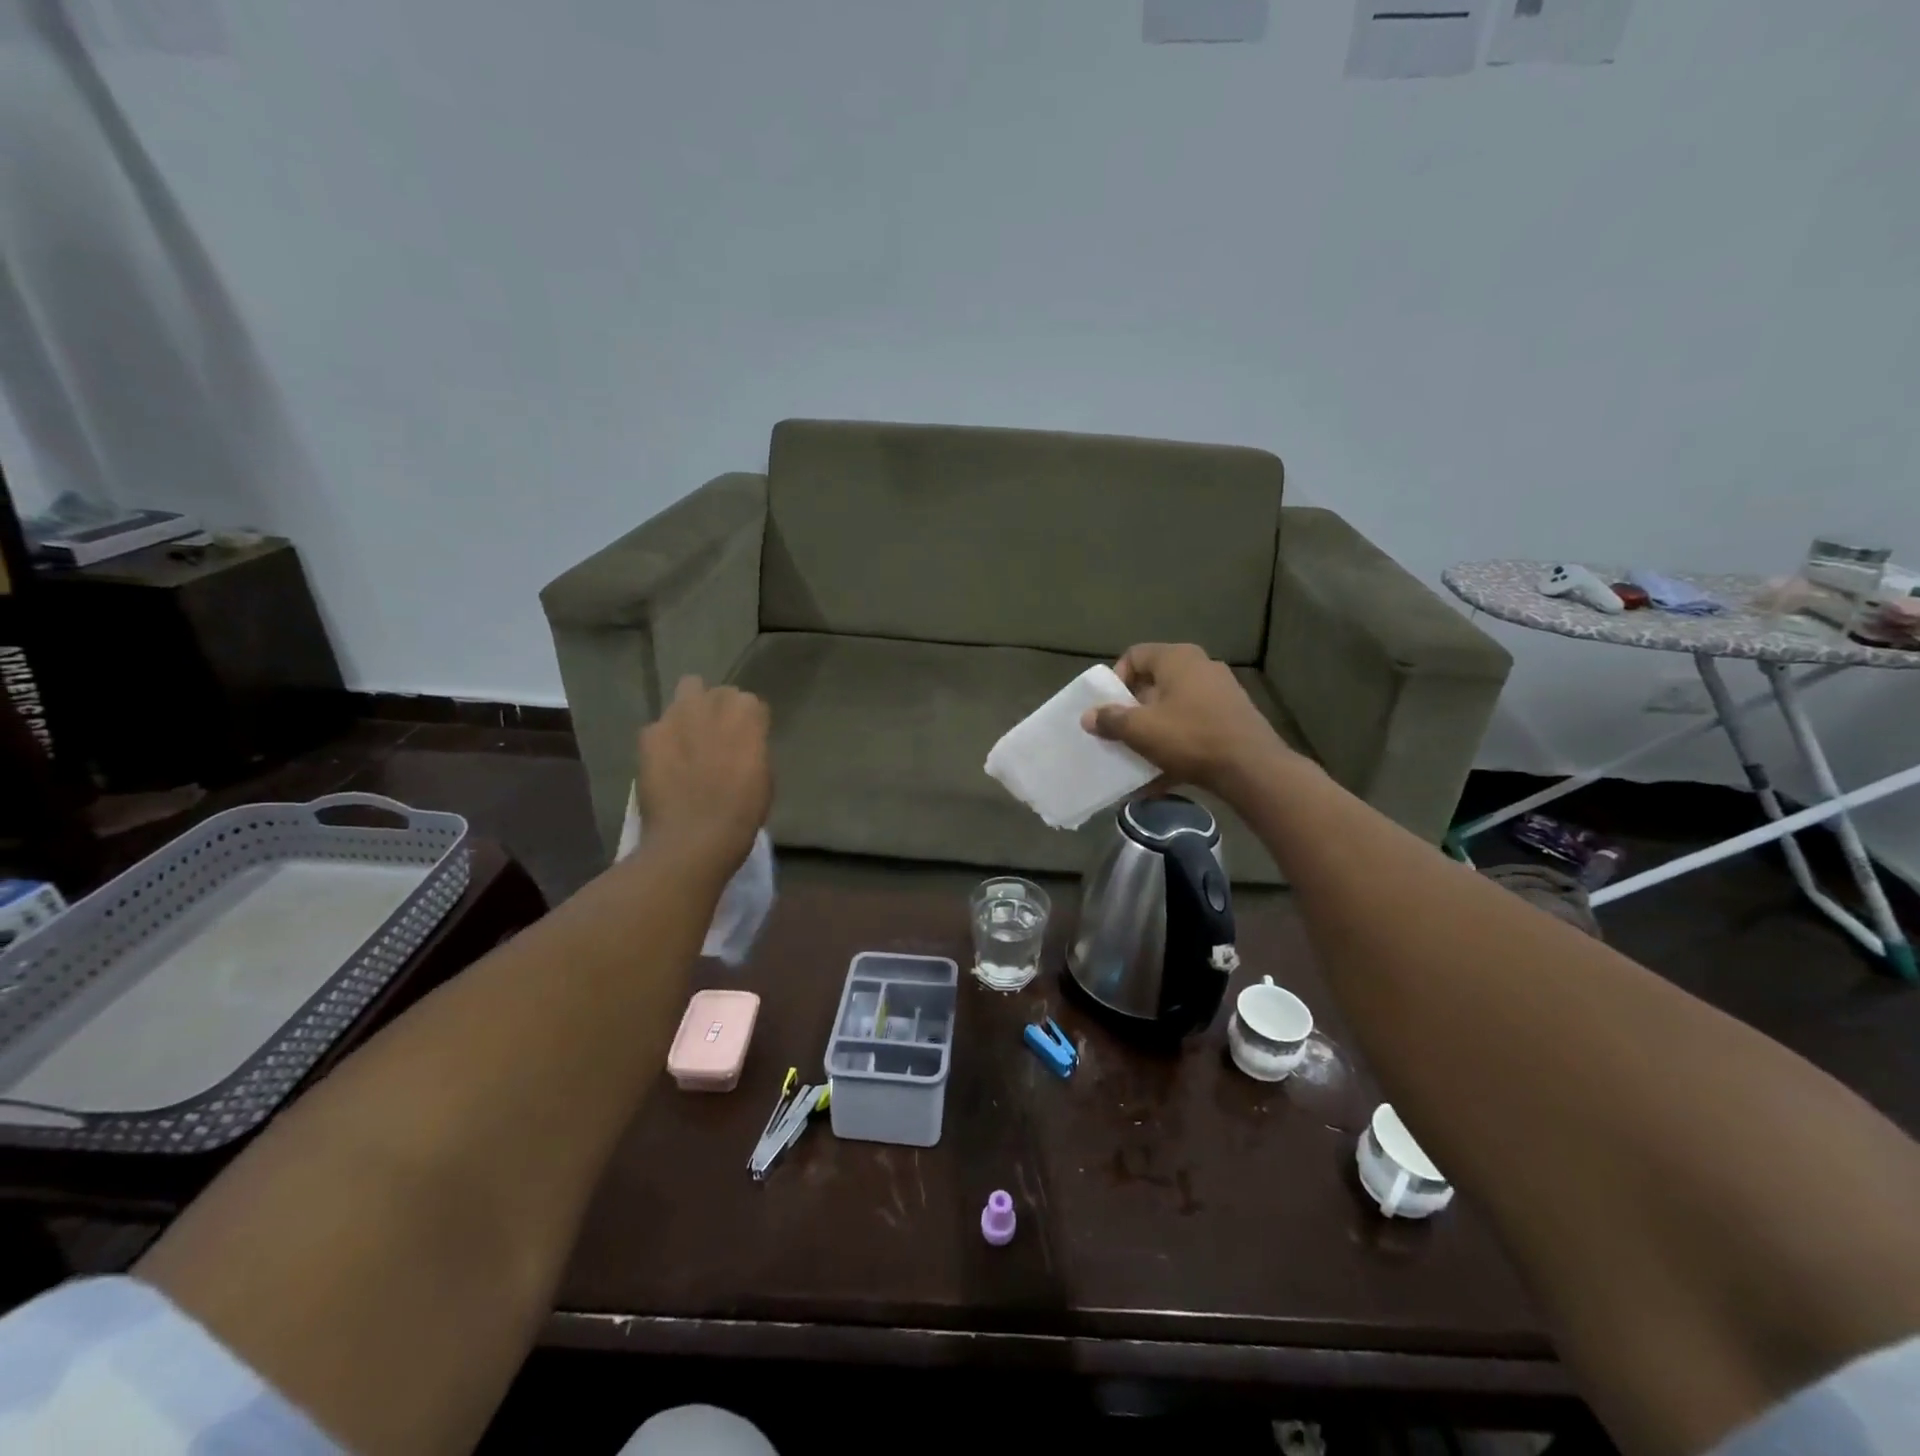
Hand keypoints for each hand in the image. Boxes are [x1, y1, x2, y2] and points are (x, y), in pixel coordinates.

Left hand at [638, 677, 771, 871]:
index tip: (748, 740)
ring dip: (692, 709)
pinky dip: (663, 738)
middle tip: (719, 735)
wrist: (694, 837)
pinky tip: (665, 760)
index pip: (752, 703)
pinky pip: (659, 725)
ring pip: (688, 690)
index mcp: (749, 718)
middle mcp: (714, 706)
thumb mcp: (764, 777)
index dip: (750, 722)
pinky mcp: (650, 734)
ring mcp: (678, 716)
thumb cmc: (742, 813)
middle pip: (720, 692)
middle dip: (721, 708)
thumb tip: (744, 743)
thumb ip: (754, 749)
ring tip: (689, 736)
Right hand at [1081, 643, 1293, 799]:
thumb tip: (1088, 716)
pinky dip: (1176, 744)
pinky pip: (1193, 726)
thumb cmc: (1190, 737)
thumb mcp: (1140, 729)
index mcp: (1177, 658)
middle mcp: (1201, 666)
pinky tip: (1163, 773)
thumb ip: (1110, 719)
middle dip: (1134, 708)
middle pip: (1154, 682)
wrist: (1251, 768)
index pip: (1134, 655)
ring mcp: (1221, 692)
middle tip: (1121, 732)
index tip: (1110, 707)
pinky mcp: (1232, 718)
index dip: (1116, 679)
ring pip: (1174, 706)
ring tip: (1140, 754)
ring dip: (1153, 728)